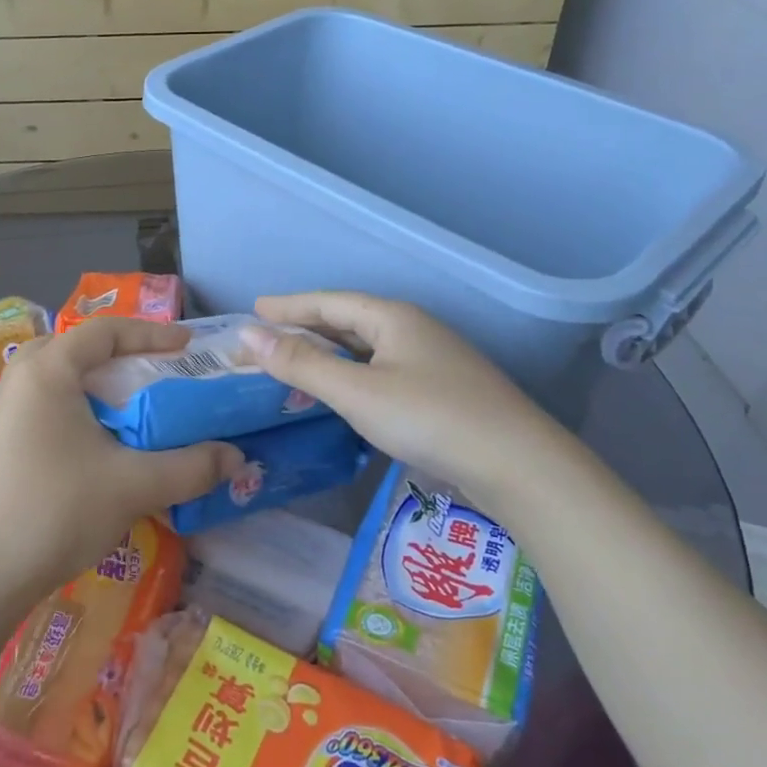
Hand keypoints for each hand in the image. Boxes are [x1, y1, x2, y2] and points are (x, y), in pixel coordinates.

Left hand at [0, 318, 243, 603]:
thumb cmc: (55, 511)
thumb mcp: (133, 486)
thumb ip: (190, 466)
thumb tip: (237, 457)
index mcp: (47, 371)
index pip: (104, 331)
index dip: (151, 333)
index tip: (188, 347)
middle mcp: (17, 381)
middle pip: (75, 350)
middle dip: (119, 358)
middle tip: (155, 377)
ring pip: (56, 382)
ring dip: (95, 389)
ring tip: (130, 413)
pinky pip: (42, 410)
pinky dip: (74, 414)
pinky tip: (95, 451)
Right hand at [242, 291, 579, 520]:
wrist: (517, 464)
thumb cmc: (428, 417)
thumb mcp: (355, 391)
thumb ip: (301, 363)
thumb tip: (249, 336)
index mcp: (393, 318)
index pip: (329, 302)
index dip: (290, 305)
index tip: (255, 308)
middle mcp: (414, 330)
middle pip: (349, 321)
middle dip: (307, 327)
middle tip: (269, 335)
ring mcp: (432, 360)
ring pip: (368, 348)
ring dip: (330, 352)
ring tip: (297, 361)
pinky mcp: (442, 390)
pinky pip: (382, 370)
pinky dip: (352, 374)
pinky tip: (344, 392)